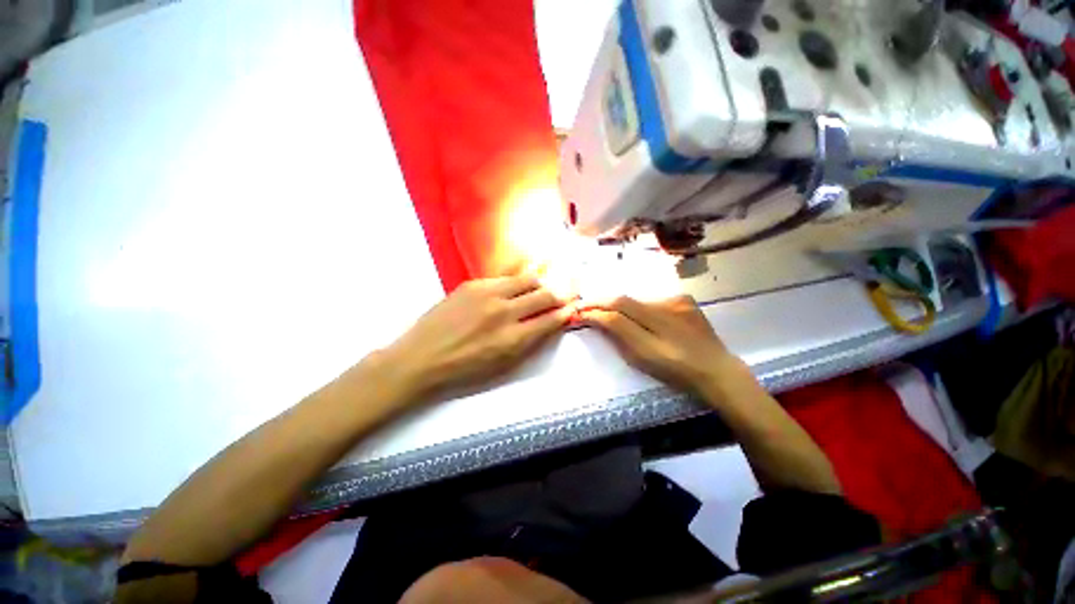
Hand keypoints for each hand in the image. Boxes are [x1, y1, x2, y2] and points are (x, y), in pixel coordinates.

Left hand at [379, 276, 574, 401]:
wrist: (421, 358)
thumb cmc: (464, 370)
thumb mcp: (503, 366)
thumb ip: (530, 343)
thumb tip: (550, 323)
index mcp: (513, 339)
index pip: (551, 319)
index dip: (566, 311)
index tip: (572, 306)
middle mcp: (504, 312)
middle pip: (544, 294)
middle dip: (559, 293)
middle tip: (564, 293)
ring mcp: (488, 293)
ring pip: (527, 279)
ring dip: (540, 283)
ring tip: (541, 287)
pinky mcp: (473, 284)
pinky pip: (504, 278)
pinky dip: (516, 282)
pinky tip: (515, 286)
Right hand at [579, 295, 742, 395]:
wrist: (716, 369)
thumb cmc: (676, 371)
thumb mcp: (642, 357)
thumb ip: (619, 334)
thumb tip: (597, 318)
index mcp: (655, 327)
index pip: (616, 310)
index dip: (595, 309)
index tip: (579, 310)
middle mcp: (666, 307)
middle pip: (624, 300)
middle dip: (602, 302)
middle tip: (586, 306)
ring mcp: (677, 301)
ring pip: (638, 299)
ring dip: (621, 305)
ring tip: (608, 310)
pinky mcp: (684, 299)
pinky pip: (653, 300)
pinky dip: (640, 306)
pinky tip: (640, 315)